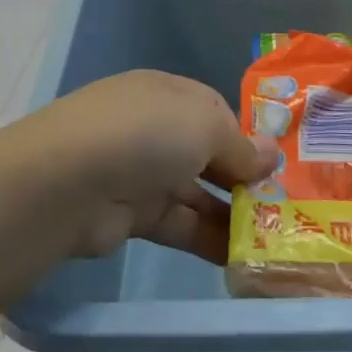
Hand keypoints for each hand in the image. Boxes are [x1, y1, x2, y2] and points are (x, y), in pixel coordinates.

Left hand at [10, 71, 278, 262]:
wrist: (66, 183)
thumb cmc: (144, 134)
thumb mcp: (204, 125)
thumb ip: (240, 144)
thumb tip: (270, 156)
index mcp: (168, 94)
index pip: (215, 112)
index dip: (246, 136)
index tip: (276, 166)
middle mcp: (154, 129)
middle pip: (207, 153)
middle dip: (242, 178)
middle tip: (284, 207)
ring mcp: (141, 172)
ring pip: (196, 193)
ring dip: (232, 214)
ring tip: (273, 238)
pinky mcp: (132, 216)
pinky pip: (180, 224)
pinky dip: (209, 238)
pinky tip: (242, 257)